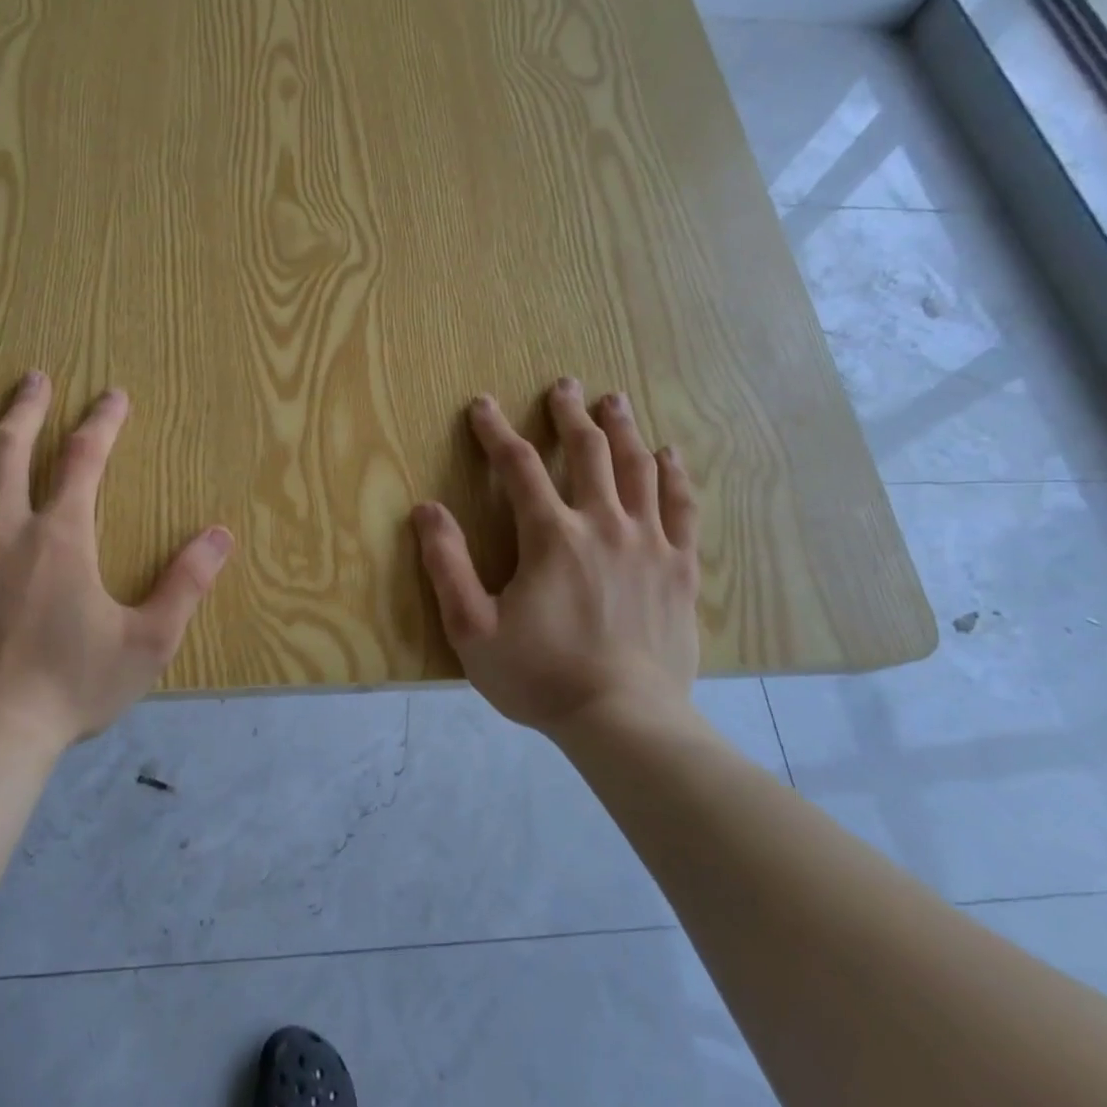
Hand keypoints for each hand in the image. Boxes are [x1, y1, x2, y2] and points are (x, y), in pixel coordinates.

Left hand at [0, 374, 232, 749]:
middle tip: (33, 377)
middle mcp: (3, 529)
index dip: (102, 421)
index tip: (113, 395)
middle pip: (10, 449)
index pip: (85, 459)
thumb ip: (186, 584)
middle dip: (26, 408)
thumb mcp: (148, 641)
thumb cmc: (73, 688)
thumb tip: (221, 535)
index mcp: (61, 538)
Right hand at [412, 379, 700, 737]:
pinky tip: (668, 455)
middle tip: (564, 386)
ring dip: (622, 430)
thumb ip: (447, 565)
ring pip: (637, 468)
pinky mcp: (680, 568)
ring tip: (614, 401)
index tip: (481, 405)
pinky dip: (673, 475)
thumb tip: (426, 510)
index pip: (518, 466)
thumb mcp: (472, 628)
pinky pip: (681, 507)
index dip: (496, 432)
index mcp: (551, 536)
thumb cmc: (540, 676)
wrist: (624, 720)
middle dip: (570, 414)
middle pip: (588, 452)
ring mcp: (649, 543)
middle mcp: (603, 524)